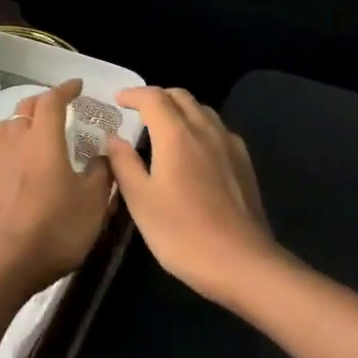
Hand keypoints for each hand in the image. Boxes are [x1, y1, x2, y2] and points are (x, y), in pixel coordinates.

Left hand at [0, 79, 112, 299]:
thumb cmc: (54, 231)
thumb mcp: (93, 205)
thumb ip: (101, 174)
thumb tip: (101, 154)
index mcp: (44, 139)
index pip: (53, 100)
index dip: (65, 89)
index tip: (76, 86)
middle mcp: (13, 139)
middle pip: (25, 107)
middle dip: (43, 102)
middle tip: (56, 108)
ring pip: (5, 127)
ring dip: (21, 125)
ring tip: (31, 136)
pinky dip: (4, 149)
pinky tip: (10, 166)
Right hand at [104, 86, 279, 306]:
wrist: (242, 262)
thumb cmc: (182, 233)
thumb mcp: (141, 201)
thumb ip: (124, 164)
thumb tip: (114, 138)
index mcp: (176, 135)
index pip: (153, 98)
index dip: (133, 94)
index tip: (117, 100)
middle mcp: (205, 130)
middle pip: (181, 97)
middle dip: (157, 97)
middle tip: (138, 112)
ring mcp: (229, 145)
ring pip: (202, 110)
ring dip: (180, 110)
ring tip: (163, 128)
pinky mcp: (244, 163)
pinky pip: (218, 130)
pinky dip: (199, 127)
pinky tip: (194, 151)